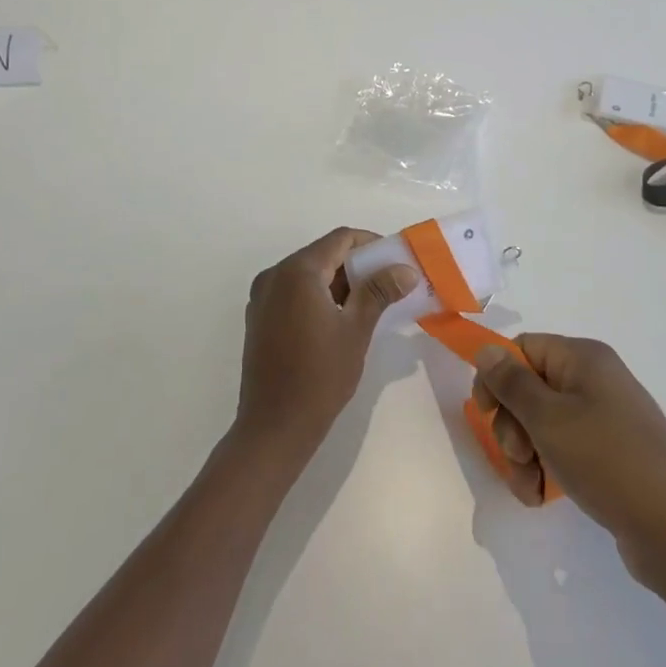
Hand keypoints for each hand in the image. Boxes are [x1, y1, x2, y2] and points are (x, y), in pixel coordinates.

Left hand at [235, 229, 418, 467]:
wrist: (274, 427)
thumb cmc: (320, 376)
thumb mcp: (356, 330)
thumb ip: (379, 292)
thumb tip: (406, 269)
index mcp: (297, 271)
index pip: (340, 239)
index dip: (371, 244)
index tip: (396, 261)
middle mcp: (274, 275)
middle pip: (323, 254)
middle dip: (357, 265)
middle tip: (388, 284)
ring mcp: (262, 297)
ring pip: (308, 274)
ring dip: (339, 282)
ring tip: (369, 304)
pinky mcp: (259, 318)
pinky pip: (294, 293)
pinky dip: (318, 296)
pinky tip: (340, 319)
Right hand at [473, 335, 665, 584]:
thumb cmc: (607, 459)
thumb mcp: (548, 419)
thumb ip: (511, 383)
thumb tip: (487, 350)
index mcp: (583, 358)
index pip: (523, 348)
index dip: (497, 376)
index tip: (483, 412)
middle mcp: (594, 380)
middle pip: (530, 388)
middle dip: (511, 425)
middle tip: (517, 456)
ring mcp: (605, 419)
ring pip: (542, 425)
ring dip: (524, 455)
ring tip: (529, 488)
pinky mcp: (610, 454)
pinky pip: (564, 450)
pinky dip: (546, 469)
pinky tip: (541, 496)